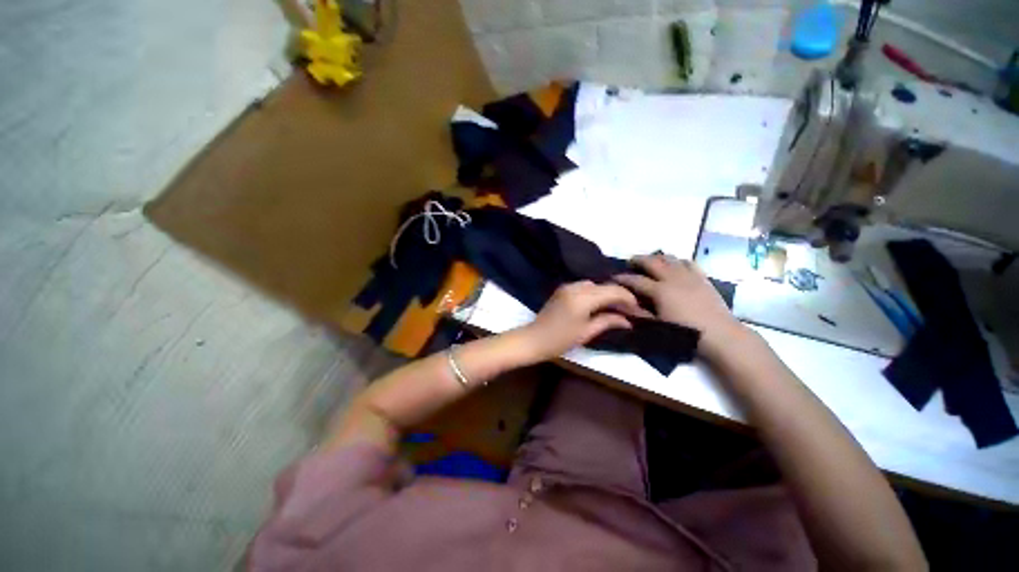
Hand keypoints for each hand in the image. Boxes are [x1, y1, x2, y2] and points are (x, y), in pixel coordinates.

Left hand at [520, 281, 643, 361]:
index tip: (638, 309)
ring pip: (594, 284)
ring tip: (614, 307)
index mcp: (583, 298)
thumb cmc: (560, 340)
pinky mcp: (562, 289)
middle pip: (604, 285)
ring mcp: (567, 286)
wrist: (534, 338)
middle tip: (629, 310)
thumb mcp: (586, 332)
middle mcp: (575, 287)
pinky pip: (584, 286)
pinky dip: (594, 291)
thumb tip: (628, 320)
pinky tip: (598, 303)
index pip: (612, 291)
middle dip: (618, 295)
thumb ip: (608, 321)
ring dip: (606, 292)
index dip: (628, 298)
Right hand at [615, 254, 747, 359]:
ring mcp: (689, 276)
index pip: (635, 280)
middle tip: (630, 262)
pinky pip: (688, 263)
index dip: (622, 278)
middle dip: (638, 260)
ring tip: (651, 262)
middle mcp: (672, 278)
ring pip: (669, 258)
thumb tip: (620, 303)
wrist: (719, 335)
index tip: (613, 277)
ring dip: (657, 258)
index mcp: (659, 291)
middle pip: (651, 262)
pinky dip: (678, 261)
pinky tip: (675, 265)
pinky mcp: (702, 278)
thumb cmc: (683, 333)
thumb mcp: (656, 325)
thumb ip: (637, 312)